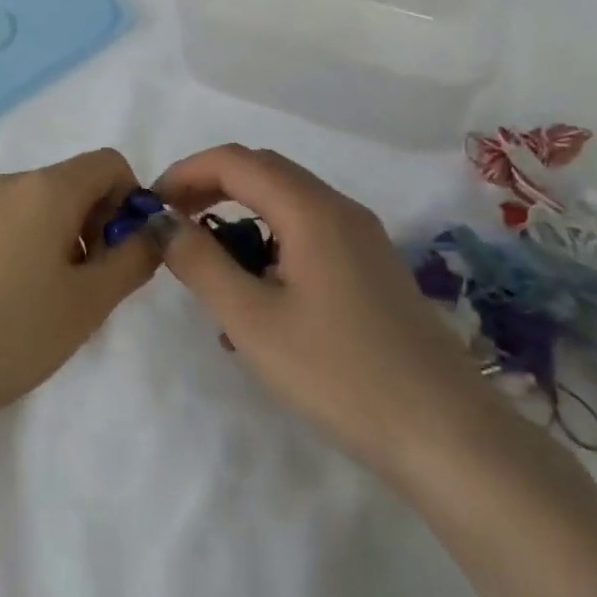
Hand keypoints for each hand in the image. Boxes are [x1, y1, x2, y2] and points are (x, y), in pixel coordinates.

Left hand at [0, 149, 162, 443]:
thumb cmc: (15, 332)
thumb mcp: (90, 301)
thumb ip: (134, 258)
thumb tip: (153, 229)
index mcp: (47, 187)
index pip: (109, 163)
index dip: (132, 199)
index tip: (128, 250)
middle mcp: (12, 183)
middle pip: (77, 181)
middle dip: (101, 221)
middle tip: (97, 282)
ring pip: (47, 204)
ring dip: (70, 236)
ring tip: (61, 298)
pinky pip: (16, 221)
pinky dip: (38, 244)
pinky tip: (25, 298)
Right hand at [155, 144, 498, 480]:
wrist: (447, 435)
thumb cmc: (339, 373)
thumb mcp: (252, 320)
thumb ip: (200, 262)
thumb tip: (161, 221)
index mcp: (311, 209)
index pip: (235, 160)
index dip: (185, 172)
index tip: (150, 206)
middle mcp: (340, 210)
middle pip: (262, 173)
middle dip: (209, 189)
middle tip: (172, 227)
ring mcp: (362, 239)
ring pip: (285, 206)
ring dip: (239, 220)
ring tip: (209, 270)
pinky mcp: (371, 269)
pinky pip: (308, 237)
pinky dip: (269, 247)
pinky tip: (256, 302)